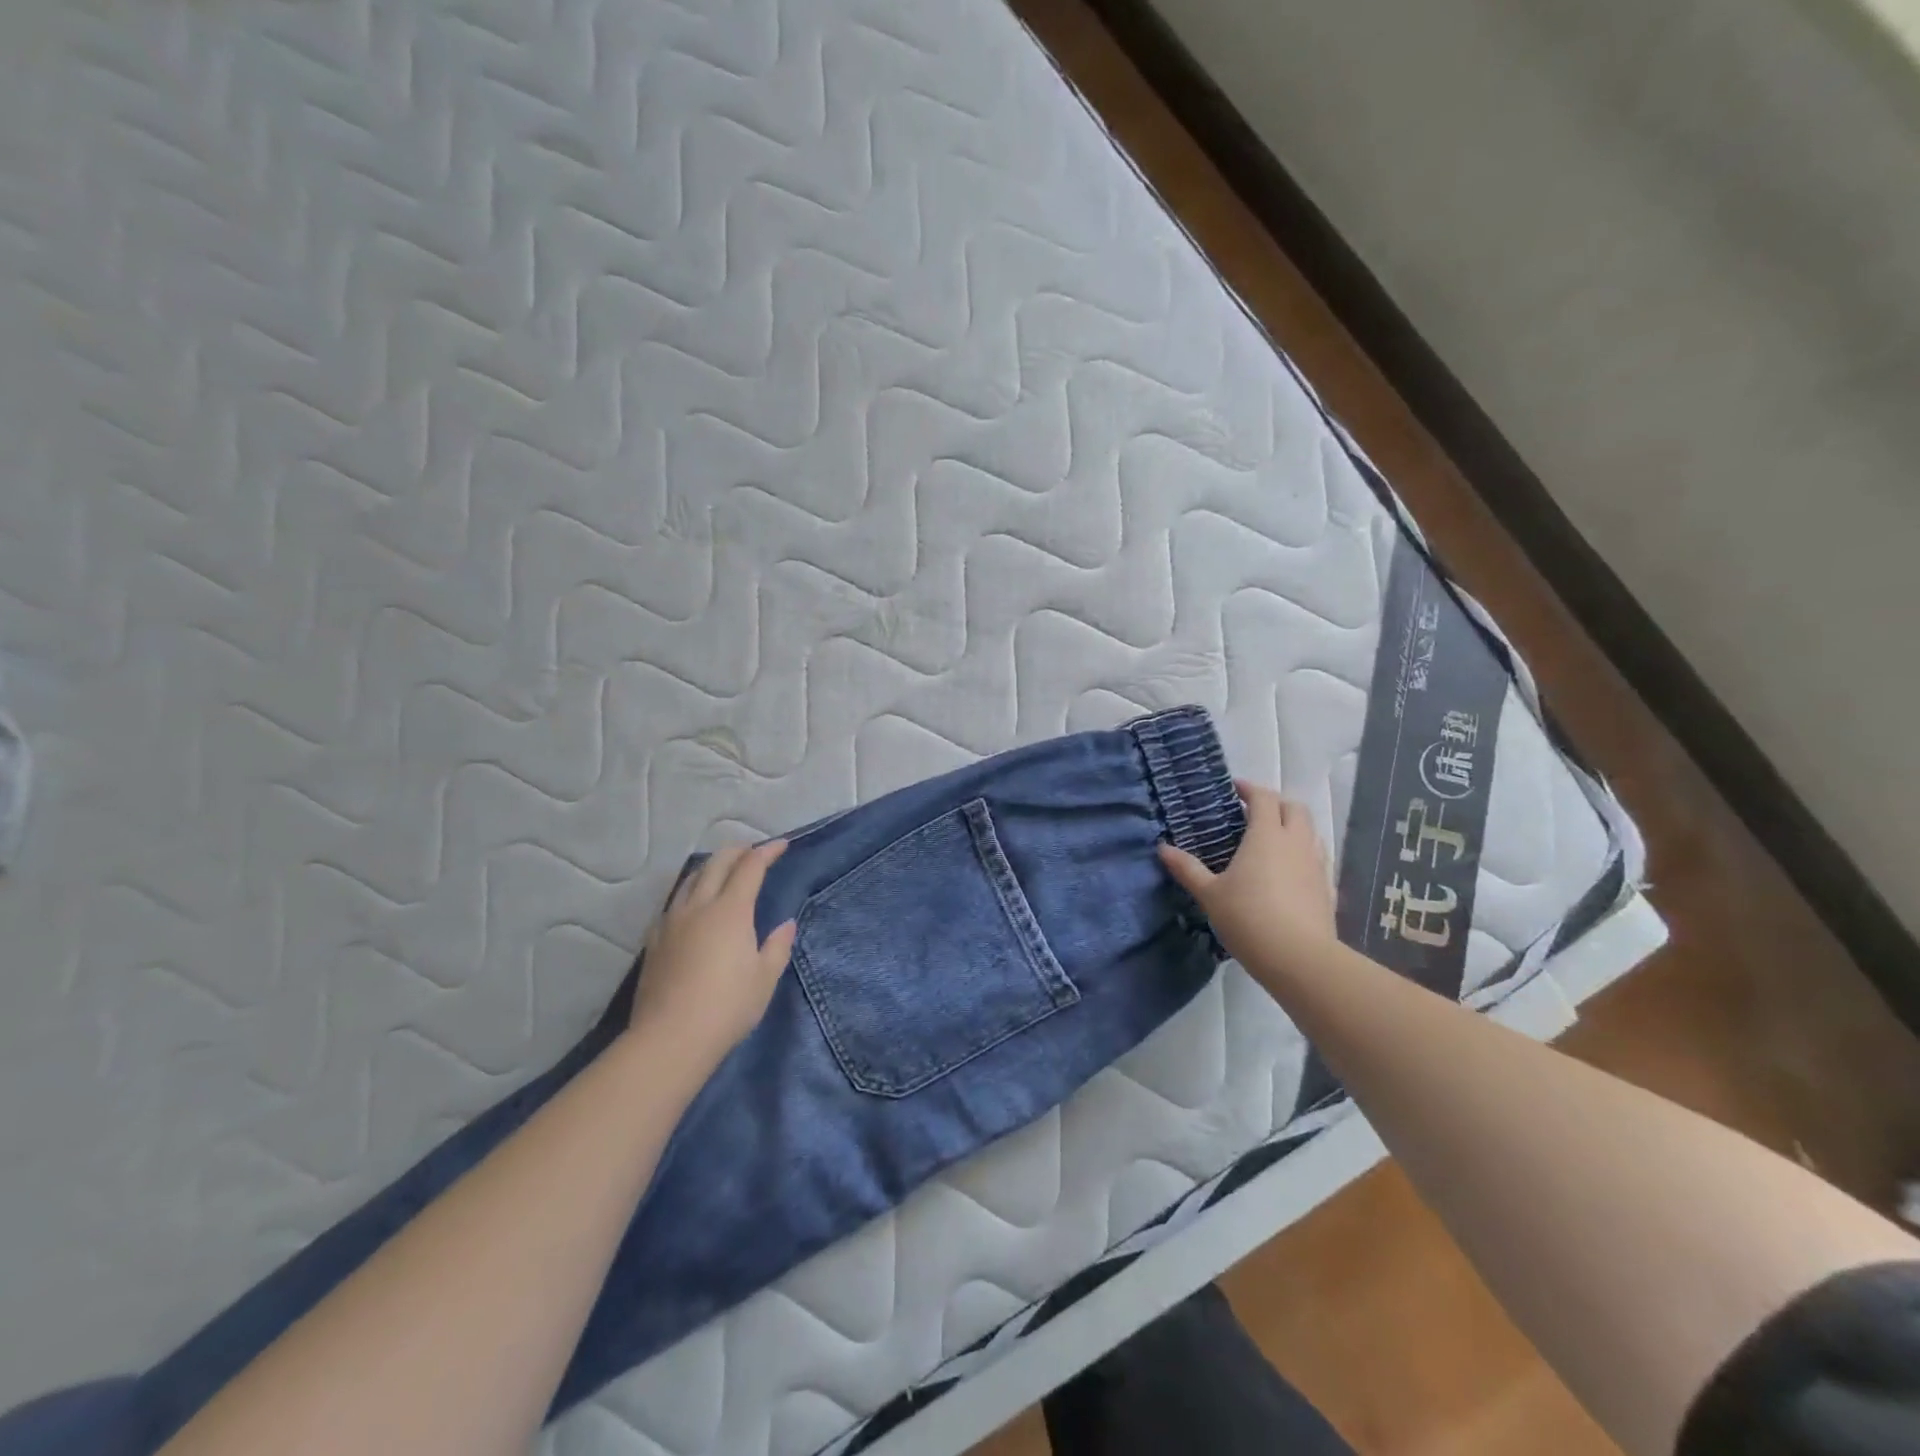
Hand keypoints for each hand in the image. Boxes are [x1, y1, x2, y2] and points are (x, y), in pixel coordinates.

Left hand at [629, 840, 798, 1063]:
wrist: (670, 1038)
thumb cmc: (727, 1007)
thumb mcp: (765, 978)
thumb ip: (777, 946)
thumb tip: (786, 925)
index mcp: (731, 911)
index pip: (750, 867)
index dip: (767, 852)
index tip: (782, 845)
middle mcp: (699, 906)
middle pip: (717, 864)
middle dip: (738, 851)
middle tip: (753, 852)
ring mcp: (672, 922)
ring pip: (691, 879)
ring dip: (711, 867)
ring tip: (723, 870)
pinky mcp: (655, 940)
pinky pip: (674, 902)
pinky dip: (690, 891)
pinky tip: (693, 905)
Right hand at [1158, 780, 1337, 979]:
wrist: (1299, 959)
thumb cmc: (1248, 918)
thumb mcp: (1210, 894)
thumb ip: (1187, 868)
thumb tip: (1163, 848)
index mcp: (1266, 836)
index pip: (1264, 798)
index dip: (1250, 789)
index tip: (1234, 789)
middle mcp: (1296, 843)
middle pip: (1294, 808)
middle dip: (1275, 804)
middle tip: (1253, 813)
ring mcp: (1316, 865)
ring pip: (1311, 833)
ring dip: (1293, 828)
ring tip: (1271, 841)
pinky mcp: (1328, 889)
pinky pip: (1317, 860)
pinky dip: (1303, 856)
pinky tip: (1290, 874)